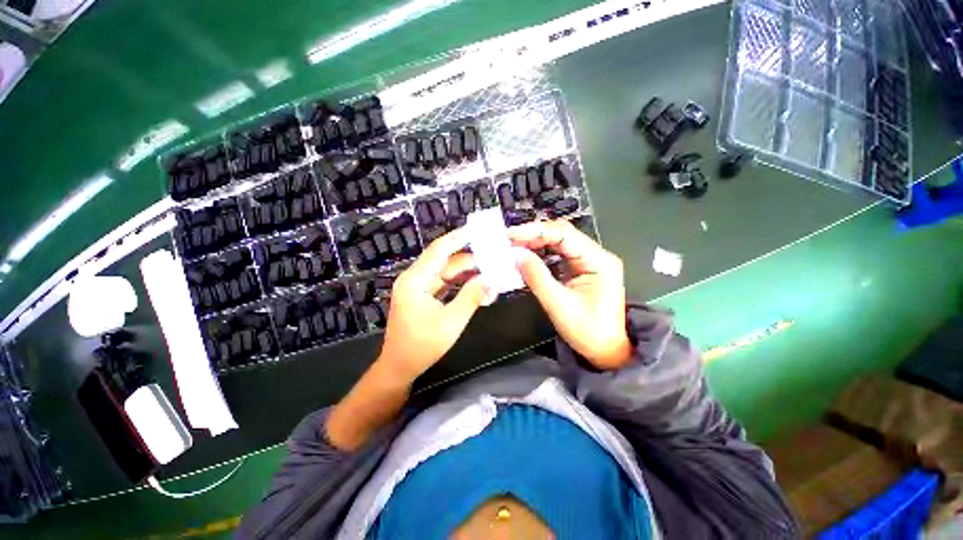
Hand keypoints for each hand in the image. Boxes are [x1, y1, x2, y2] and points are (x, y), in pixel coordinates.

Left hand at [378, 228, 493, 379]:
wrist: (400, 367)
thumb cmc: (423, 346)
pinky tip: (476, 279)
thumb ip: (472, 297)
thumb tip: (492, 279)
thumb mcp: (451, 322)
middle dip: (468, 254)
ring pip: (445, 271)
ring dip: (466, 269)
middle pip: (444, 259)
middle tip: (491, 249)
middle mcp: (414, 278)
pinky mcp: (423, 295)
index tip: (477, 228)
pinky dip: (460, 281)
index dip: (459, 237)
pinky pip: (444, 282)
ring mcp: (418, 287)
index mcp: (415, 280)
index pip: (439, 250)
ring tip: (489, 264)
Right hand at [509, 220, 632, 369]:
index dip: (535, 231)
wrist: (607, 351)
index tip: (510, 235)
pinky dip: (541, 253)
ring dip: (536, 242)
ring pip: (559, 242)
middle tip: (508, 240)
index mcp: (598, 261)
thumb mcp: (559, 305)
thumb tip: (515, 255)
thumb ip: (536, 277)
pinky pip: (559, 254)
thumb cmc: (587, 331)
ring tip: (513, 245)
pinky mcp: (582, 268)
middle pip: (562, 234)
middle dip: (533, 235)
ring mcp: (590, 261)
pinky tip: (526, 255)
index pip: (564, 234)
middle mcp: (597, 255)